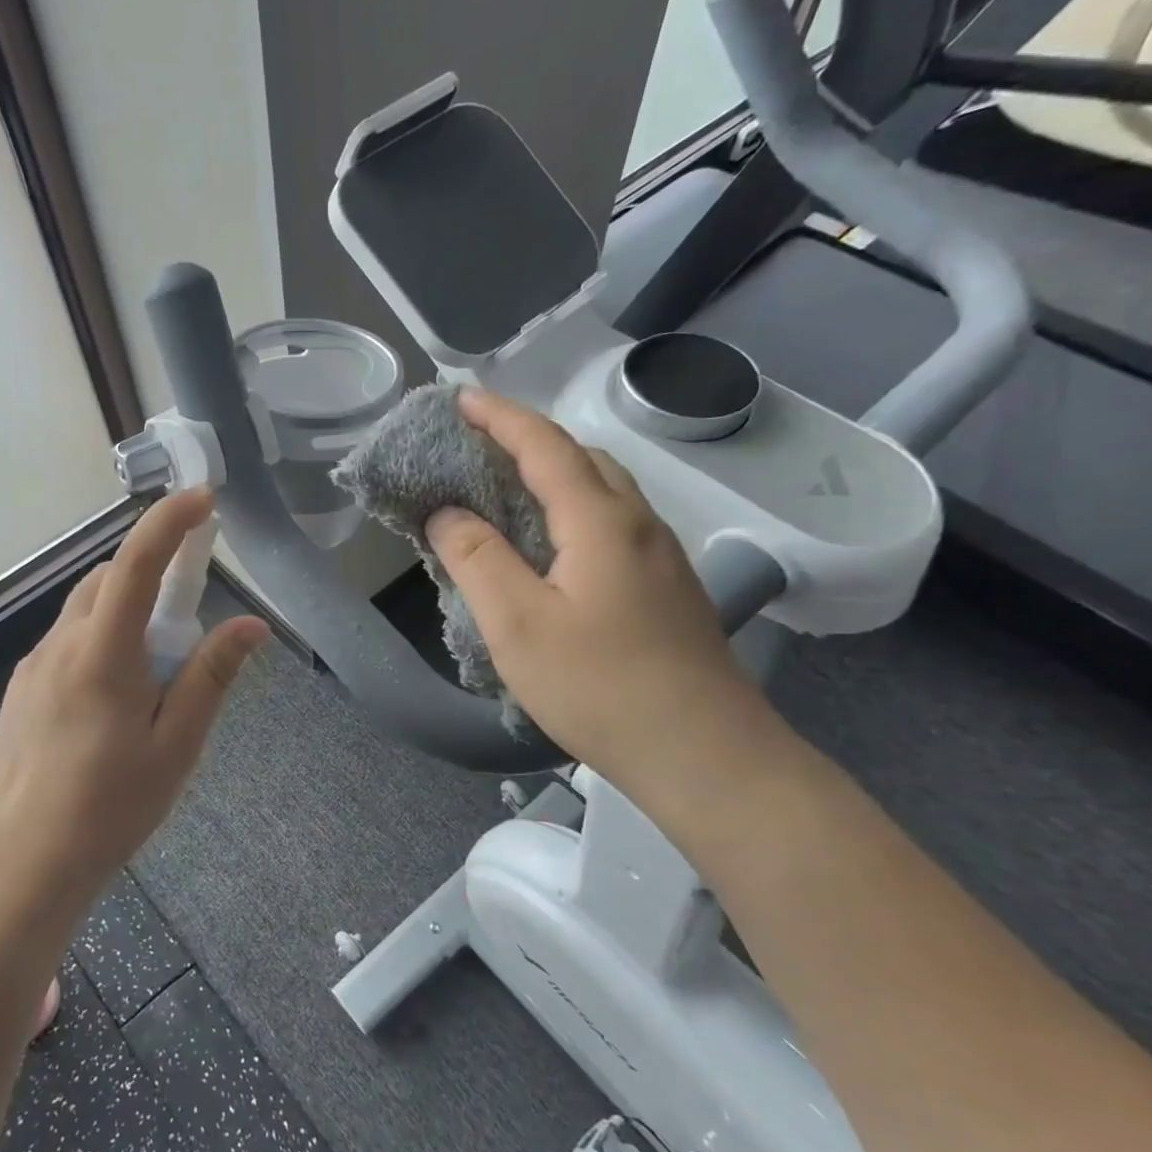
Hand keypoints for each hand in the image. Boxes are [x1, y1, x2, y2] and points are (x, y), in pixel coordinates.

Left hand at [0, 488, 267, 888]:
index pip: (136, 563)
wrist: (21, 863)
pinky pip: (67, 643)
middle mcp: (60, 645)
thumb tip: (251, 625)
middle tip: (188, 617)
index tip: (202, 500)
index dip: (170, 522)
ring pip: (85, 611)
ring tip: (154, 672)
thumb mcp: (176, 745)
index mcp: (101, 652)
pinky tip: (114, 698)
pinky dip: (100, 640)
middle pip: (106, 580)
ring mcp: (33, 667)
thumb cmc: (109, 807)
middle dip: (150, 574)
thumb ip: (211, 677)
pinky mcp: (21, 691)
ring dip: (125, 612)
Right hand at [426, 387, 776, 801]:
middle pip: (582, 458)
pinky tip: (551, 545)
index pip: (545, 446)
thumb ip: (476, 560)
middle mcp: (638, 524)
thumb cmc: (600, 687)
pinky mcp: (666, 588)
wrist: (705, 753)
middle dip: (527, 438)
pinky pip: (612, 523)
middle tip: (477, 444)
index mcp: (601, 522)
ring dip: (553, 473)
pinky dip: (571, 509)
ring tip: (506, 487)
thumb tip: (446, 512)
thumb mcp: (518, 625)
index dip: (501, 417)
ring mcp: (661, 556)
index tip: (460, 398)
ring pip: (603, 490)